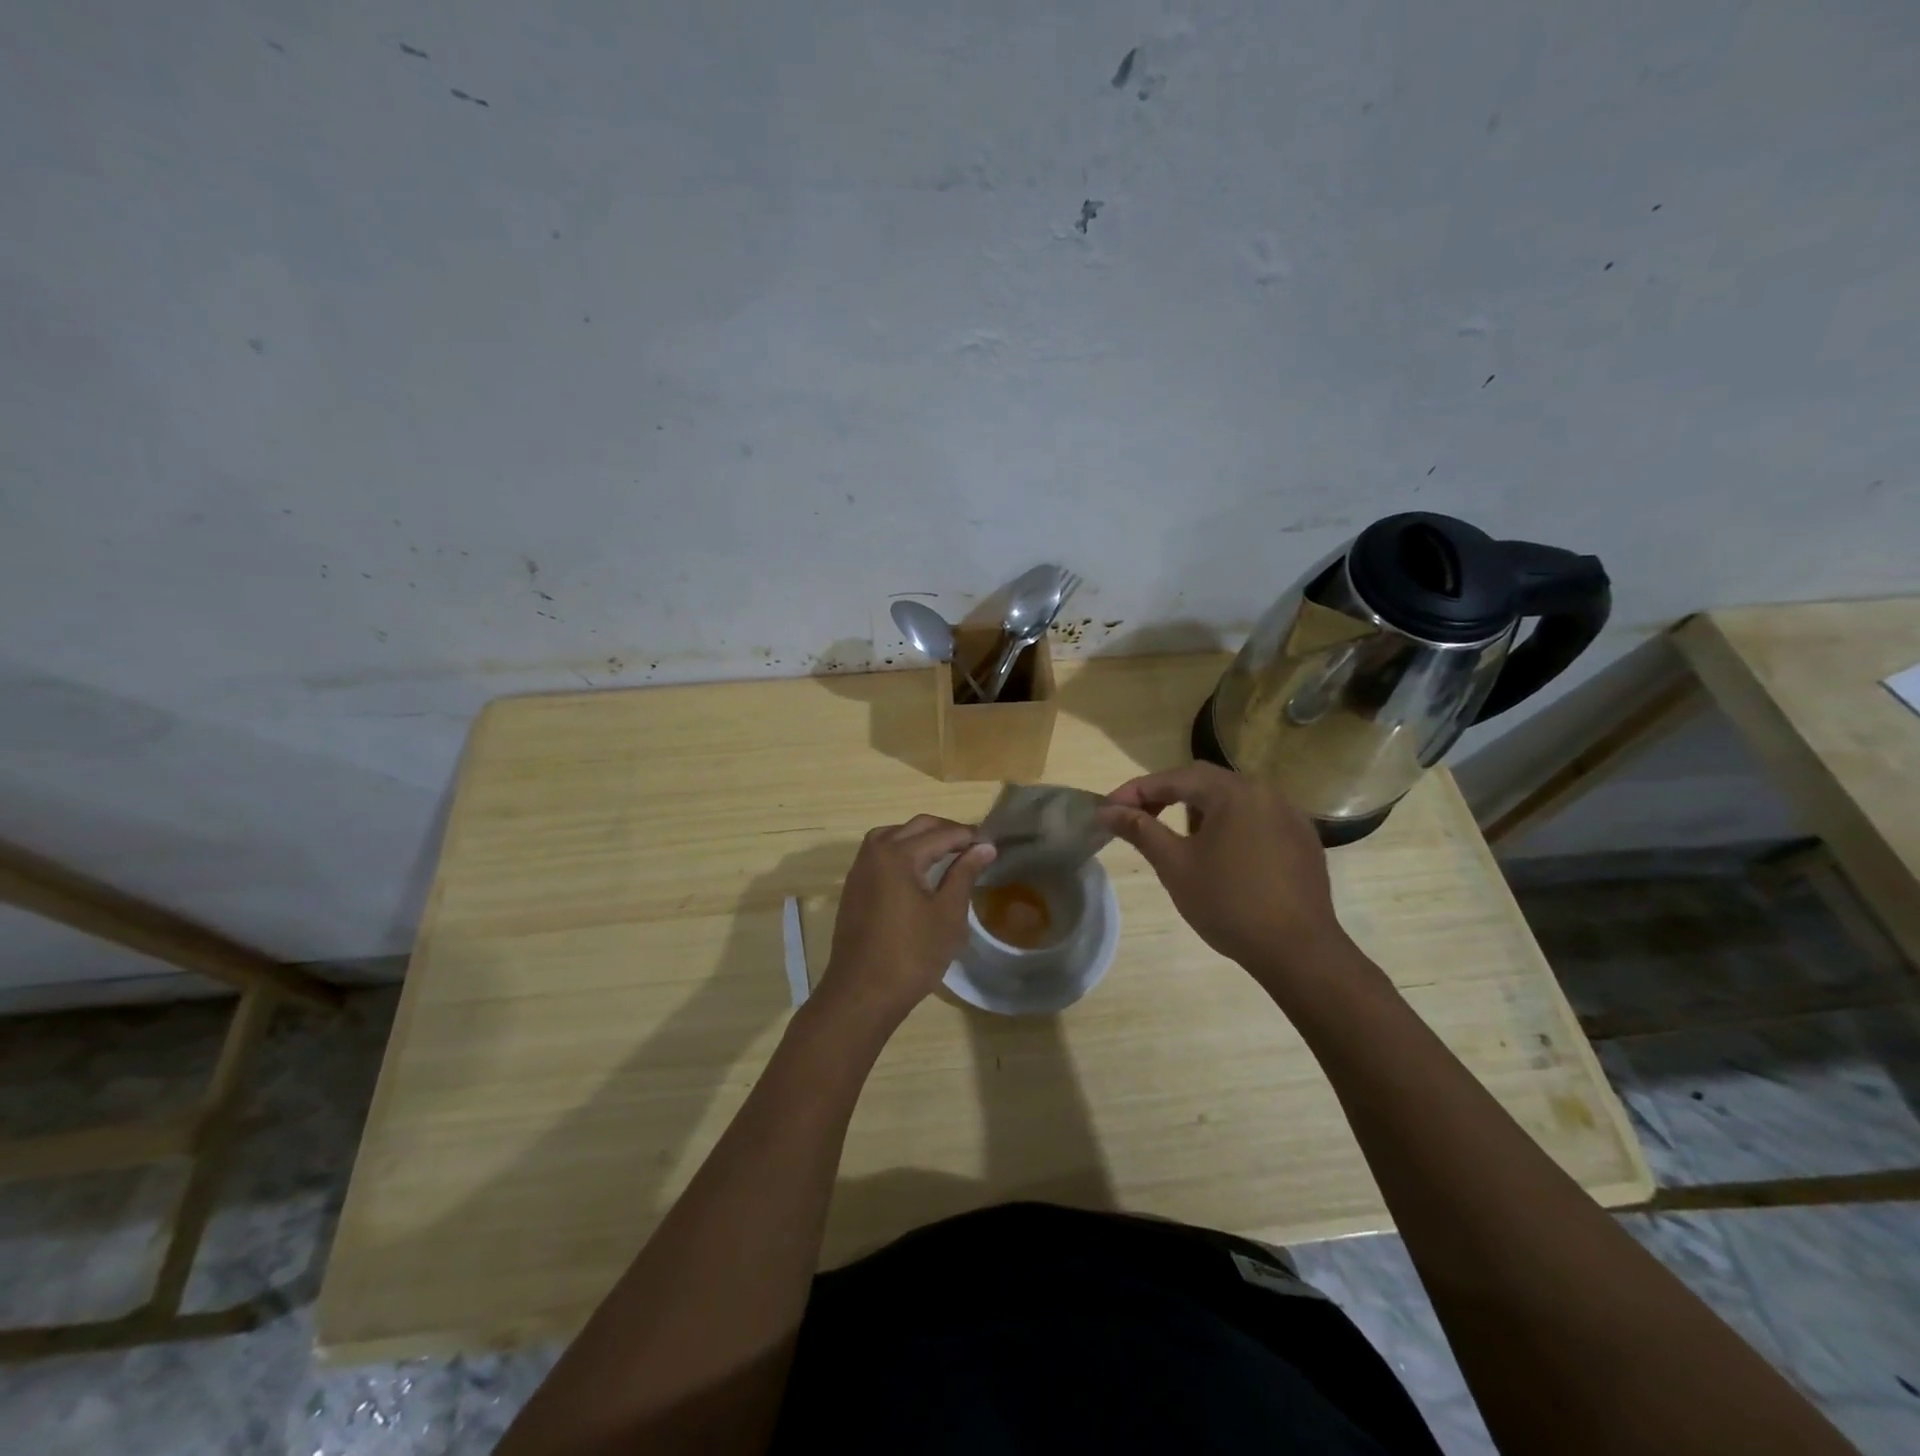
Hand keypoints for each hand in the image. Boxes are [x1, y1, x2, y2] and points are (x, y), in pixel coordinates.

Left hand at [814, 815, 995, 1030]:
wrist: (862, 992)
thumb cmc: (912, 955)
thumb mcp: (947, 914)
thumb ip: (965, 874)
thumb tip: (984, 847)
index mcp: (899, 854)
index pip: (942, 834)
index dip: (969, 836)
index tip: (992, 844)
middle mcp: (876, 851)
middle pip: (916, 826)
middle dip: (946, 831)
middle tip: (974, 846)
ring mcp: (860, 867)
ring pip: (894, 834)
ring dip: (921, 837)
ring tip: (947, 853)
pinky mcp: (854, 885)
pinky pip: (880, 852)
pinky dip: (902, 849)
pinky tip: (918, 869)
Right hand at [1099, 763, 1349, 983]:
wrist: (1298, 951)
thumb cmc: (1229, 903)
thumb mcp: (1175, 865)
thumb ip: (1140, 830)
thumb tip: (1106, 811)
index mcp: (1234, 792)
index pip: (1174, 778)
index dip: (1136, 791)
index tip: (1107, 809)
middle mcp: (1265, 792)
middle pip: (1204, 782)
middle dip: (1165, 796)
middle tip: (1135, 818)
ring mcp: (1289, 815)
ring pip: (1231, 800)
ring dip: (1197, 810)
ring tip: (1177, 838)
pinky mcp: (1302, 840)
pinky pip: (1255, 819)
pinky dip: (1228, 826)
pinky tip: (1220, 857)